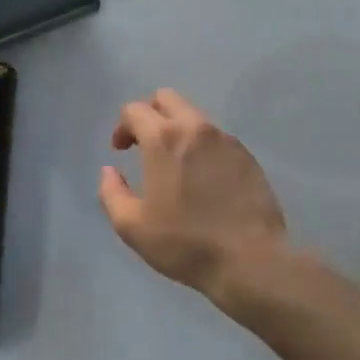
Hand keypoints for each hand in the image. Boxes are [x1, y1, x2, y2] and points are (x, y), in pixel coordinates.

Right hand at [98, 89, 287, 292]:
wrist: (250, 260)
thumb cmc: (185, 244)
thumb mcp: (132, 226)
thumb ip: (112, 192)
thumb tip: (109, 170)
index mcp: (164, 139)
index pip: (135, 110)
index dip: (122, 127)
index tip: (121, 151)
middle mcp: (196, 128)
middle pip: (167, 98)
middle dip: (149, 114)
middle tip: (144, 144)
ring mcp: (225, 139)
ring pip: (194, 116)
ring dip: (177, 129)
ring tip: (174, 164)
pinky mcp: (247, 155)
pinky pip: (216, 137)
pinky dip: (201, 146)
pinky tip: (202, 178)